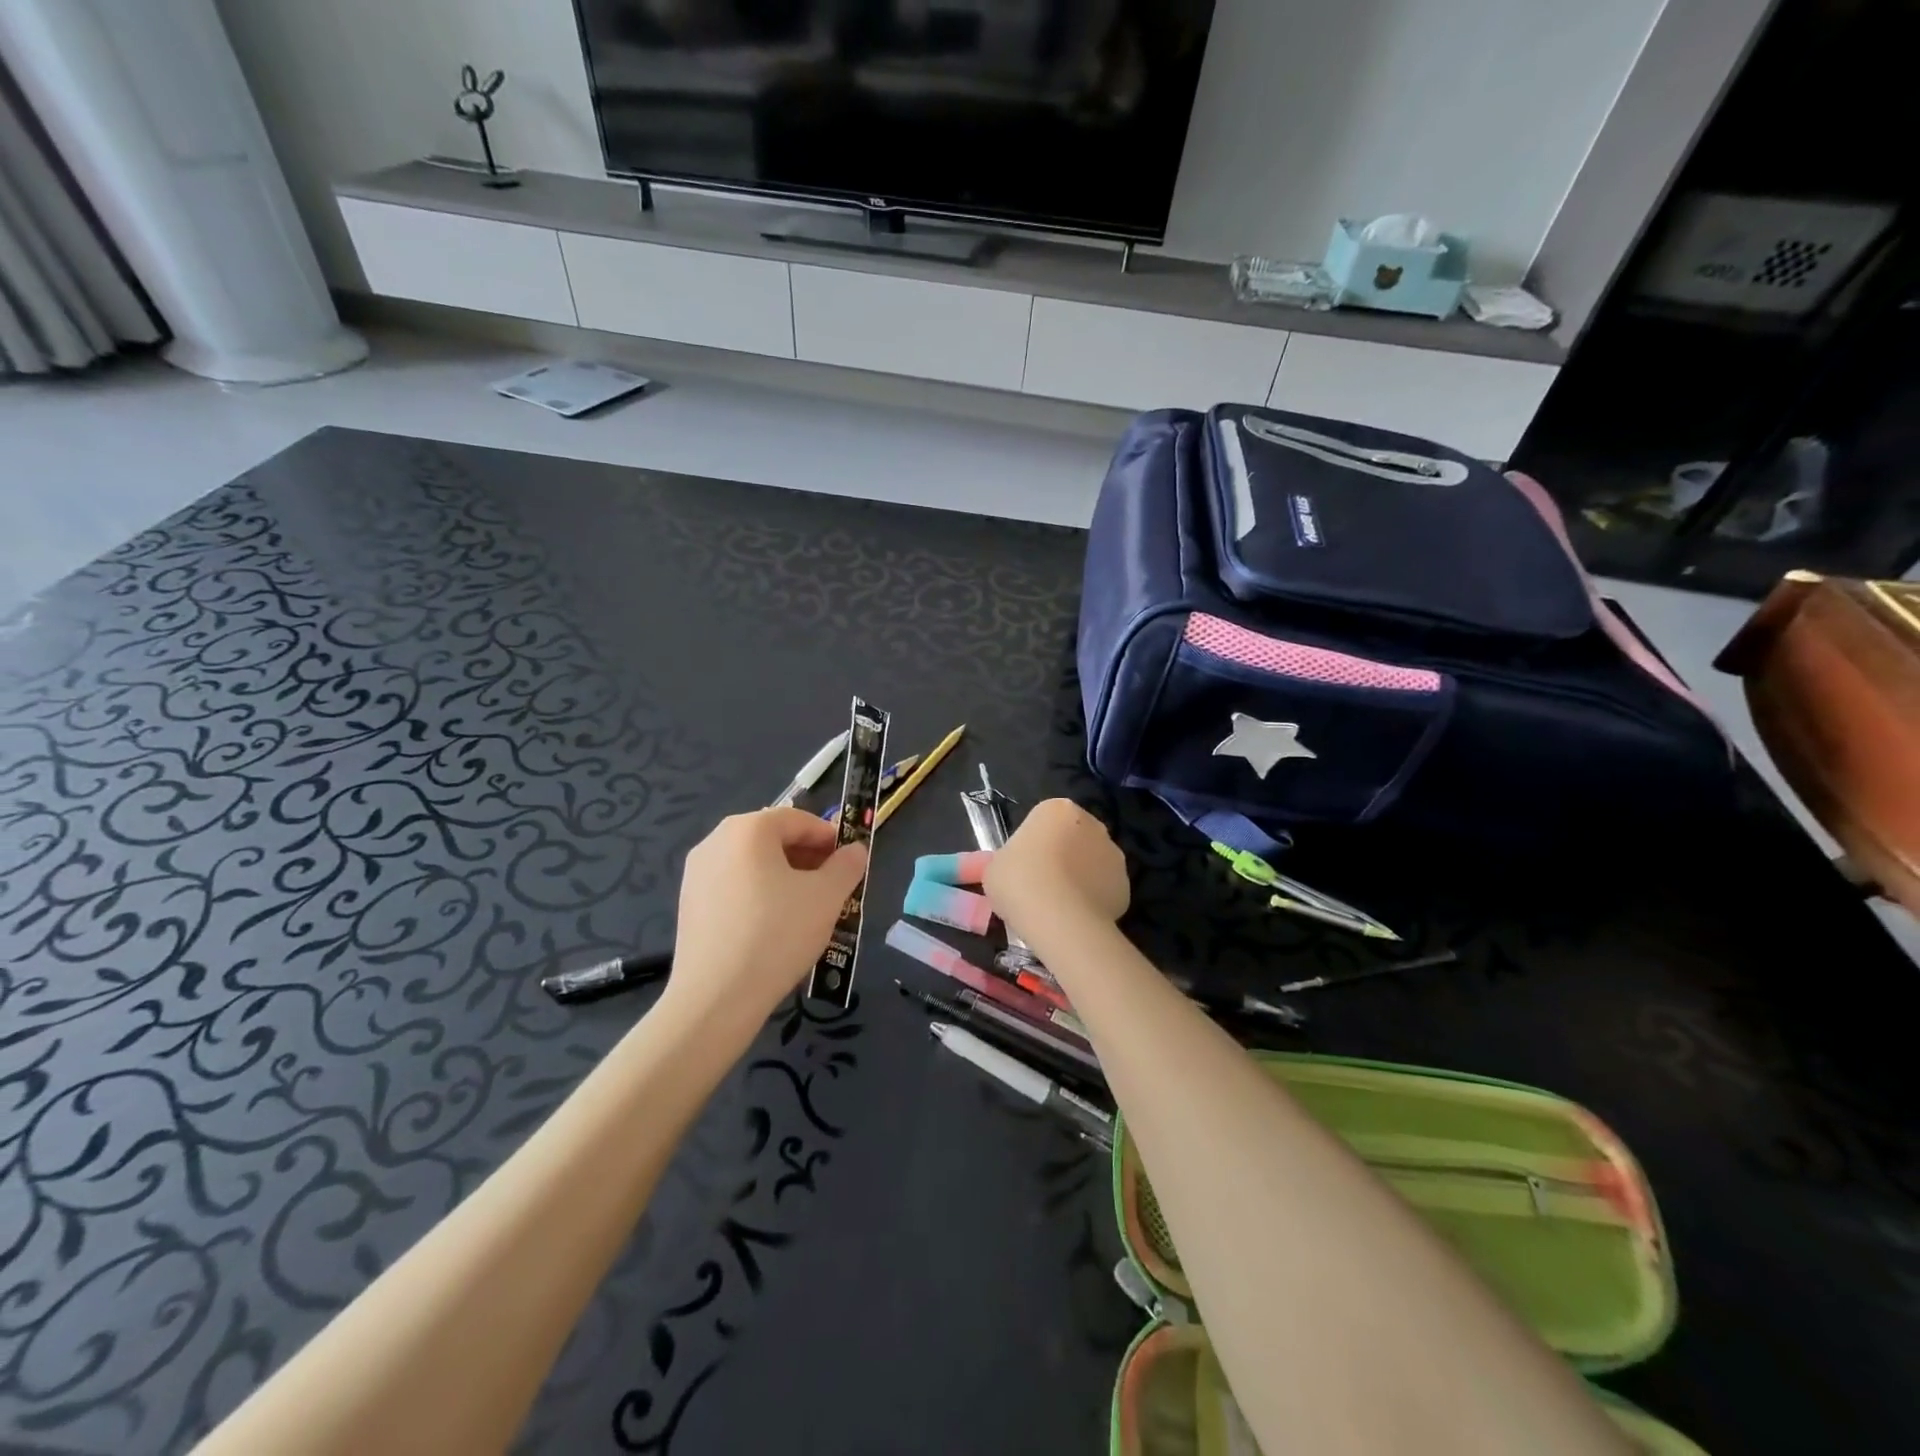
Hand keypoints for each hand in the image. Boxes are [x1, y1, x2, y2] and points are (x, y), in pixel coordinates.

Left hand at [663, 809, 869, 1028]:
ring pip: (752, 863)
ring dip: (784, 876)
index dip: (829, 838)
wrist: (716, 998)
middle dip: (807, 857)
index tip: (848, 863)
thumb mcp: (827, 897)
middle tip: (831, 887)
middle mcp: (716, 840)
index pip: (799, 819)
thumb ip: (846, 866)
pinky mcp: (689, 904)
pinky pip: (733, 886)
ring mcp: (696, 873)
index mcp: (748, 828)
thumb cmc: (777, 935)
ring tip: (806, 909)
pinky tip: (773, 926)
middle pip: (773, 838)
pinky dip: (758, 894)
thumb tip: (854, 850)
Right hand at [984, 798, 1128, 943]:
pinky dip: (1093, 899)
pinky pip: (1104, 888)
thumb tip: (1003, 868)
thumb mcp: (993, 869)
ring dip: (1078, 877)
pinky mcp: (1126, 885)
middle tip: (1038, 885)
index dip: (1031, 845)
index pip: (1043, 821)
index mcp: (1057, 809)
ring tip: (1057, 906)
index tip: (1021, 867)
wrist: (1060, 919)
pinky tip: (1076, 917)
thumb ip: (1003, 862)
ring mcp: (1113, 854)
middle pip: (1072, 838)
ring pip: (1091, 863)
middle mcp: (1092, 823)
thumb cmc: (1019, 882)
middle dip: (1060, 857)